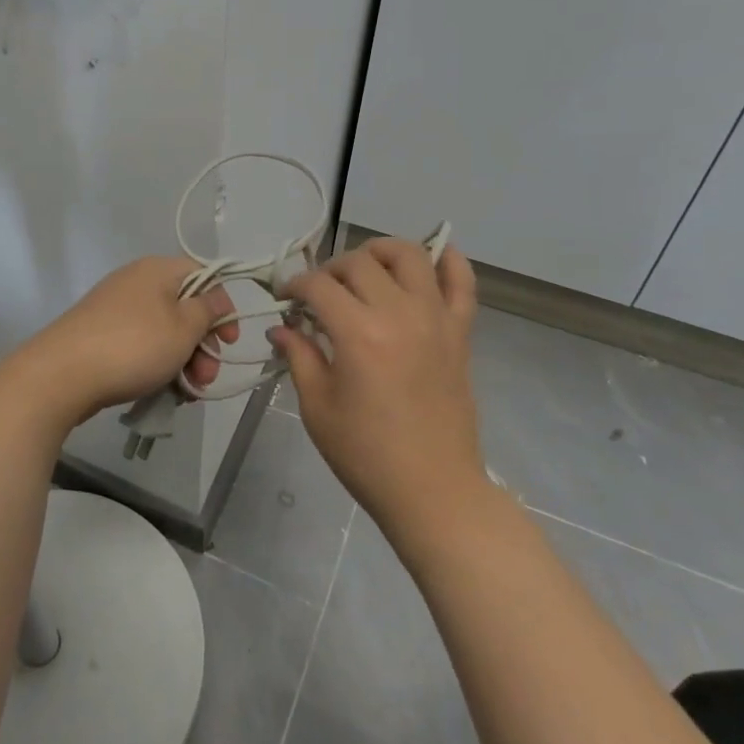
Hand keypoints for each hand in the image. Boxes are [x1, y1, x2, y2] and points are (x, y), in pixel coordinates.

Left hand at [13, 257, 237, 423]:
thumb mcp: (183, 328)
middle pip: (184, 308)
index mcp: (157, 270)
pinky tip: (162, 392)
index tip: (230, 341)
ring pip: (163, 332)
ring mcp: (115, 309)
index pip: (203, 276)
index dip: (222, 307)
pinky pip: (140, 345)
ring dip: (182, 361)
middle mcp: (136, 282)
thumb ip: (207, 311)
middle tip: (207, 378)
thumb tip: (216, 298)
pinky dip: (156, 365)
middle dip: (202, 346)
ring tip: (186, 394)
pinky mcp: (100, 335)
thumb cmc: (133, 346)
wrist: (61, 374)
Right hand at [270, 238, 483, 538]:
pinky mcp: (460, 333)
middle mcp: (399, 313)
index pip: (318, 285)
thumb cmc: (365, 454)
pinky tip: (435, 255)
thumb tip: (280, 328)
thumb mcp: (317, 407)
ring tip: (365, 270)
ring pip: (409, 256)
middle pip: (360, 262)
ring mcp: (436, 319)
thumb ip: (299, 356)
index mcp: (358, 333)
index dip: (294, 285)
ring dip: (380, 252)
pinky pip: (463, 283)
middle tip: (319, 295)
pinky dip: (450, 261)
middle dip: (330, 270)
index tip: (284, 299)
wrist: (432, 490)